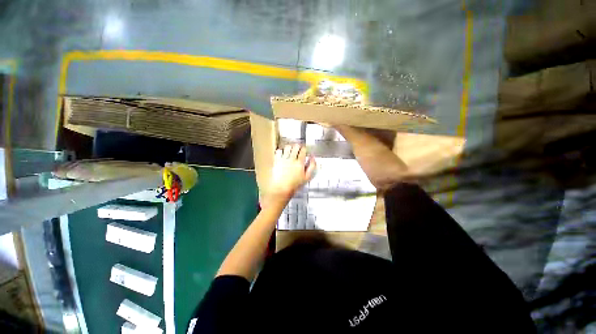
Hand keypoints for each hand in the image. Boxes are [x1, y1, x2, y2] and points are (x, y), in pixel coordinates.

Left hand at [269, 144, 315, 200]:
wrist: (280, 189)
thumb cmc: (294, 185)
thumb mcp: (307, 177)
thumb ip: (312, 166)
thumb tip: (313, 157)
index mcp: (299, 163)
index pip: (303, 150)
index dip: (304, 149)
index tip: (304, 151)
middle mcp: (291, 159)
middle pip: (296, 146)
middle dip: (298, 147)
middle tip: (298, 149)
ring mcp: (283, 159)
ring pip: (287, 147)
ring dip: (290, 147)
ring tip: (291, 151)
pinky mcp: (276, 160)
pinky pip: (279, 151)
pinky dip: (281, 151)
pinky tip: (283, 154)